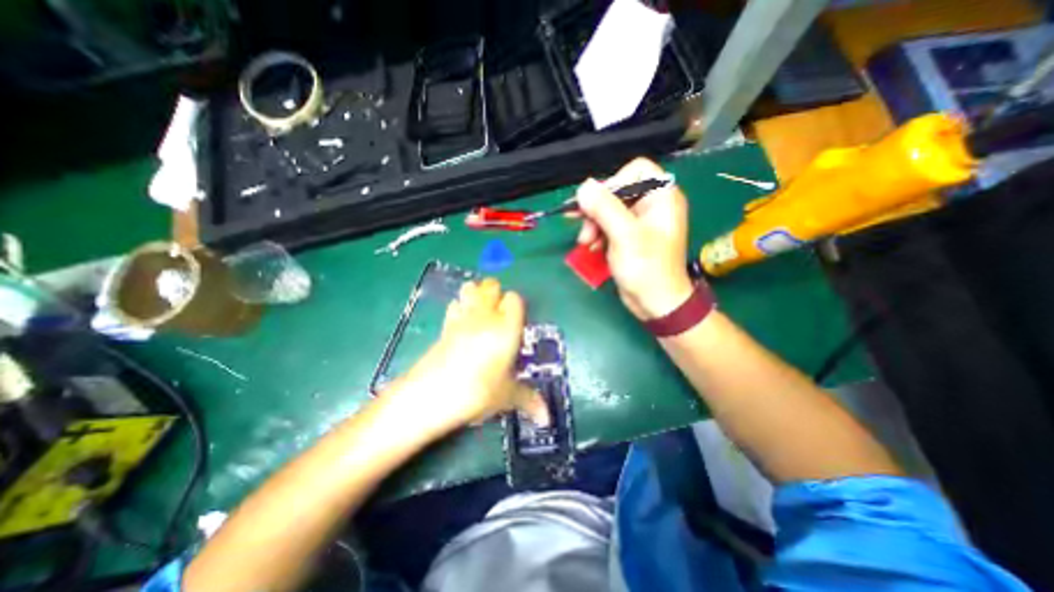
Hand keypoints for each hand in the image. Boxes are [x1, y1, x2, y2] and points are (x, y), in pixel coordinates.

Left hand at [392, 281, 547, 431]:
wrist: (430, 396)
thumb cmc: (477, 392)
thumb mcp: (506, 397)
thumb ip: (529, 400)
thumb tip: (546, 418)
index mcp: (506, 327)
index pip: (515, 299)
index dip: (517, 307)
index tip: (518, 324)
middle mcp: (485, 316)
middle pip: (491, 286)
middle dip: (497, 294)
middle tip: (501, 316)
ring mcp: (462, 318)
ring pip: (470, 289)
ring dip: (477, 294)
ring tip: (482, 314)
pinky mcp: (444, 326)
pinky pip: (454, 304)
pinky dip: (460, 307)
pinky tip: (462, 324)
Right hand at [574, 157, 693, 320]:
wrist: (656, 303)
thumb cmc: (647, 268)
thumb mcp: (625, 236)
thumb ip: (605, 208)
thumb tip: (583, 187)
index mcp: (661, 197)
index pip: (636, 170)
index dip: (614, 182)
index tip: (597, 203)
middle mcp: (652, 205)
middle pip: (618, 191)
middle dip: (597, 209)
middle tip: (584, 229)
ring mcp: (640, 221)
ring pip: (609, 209)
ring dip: (593, 224)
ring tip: (586, 242)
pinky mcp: (629, 236)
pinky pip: (609, 225)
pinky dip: (598, 234)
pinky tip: (591, 246)